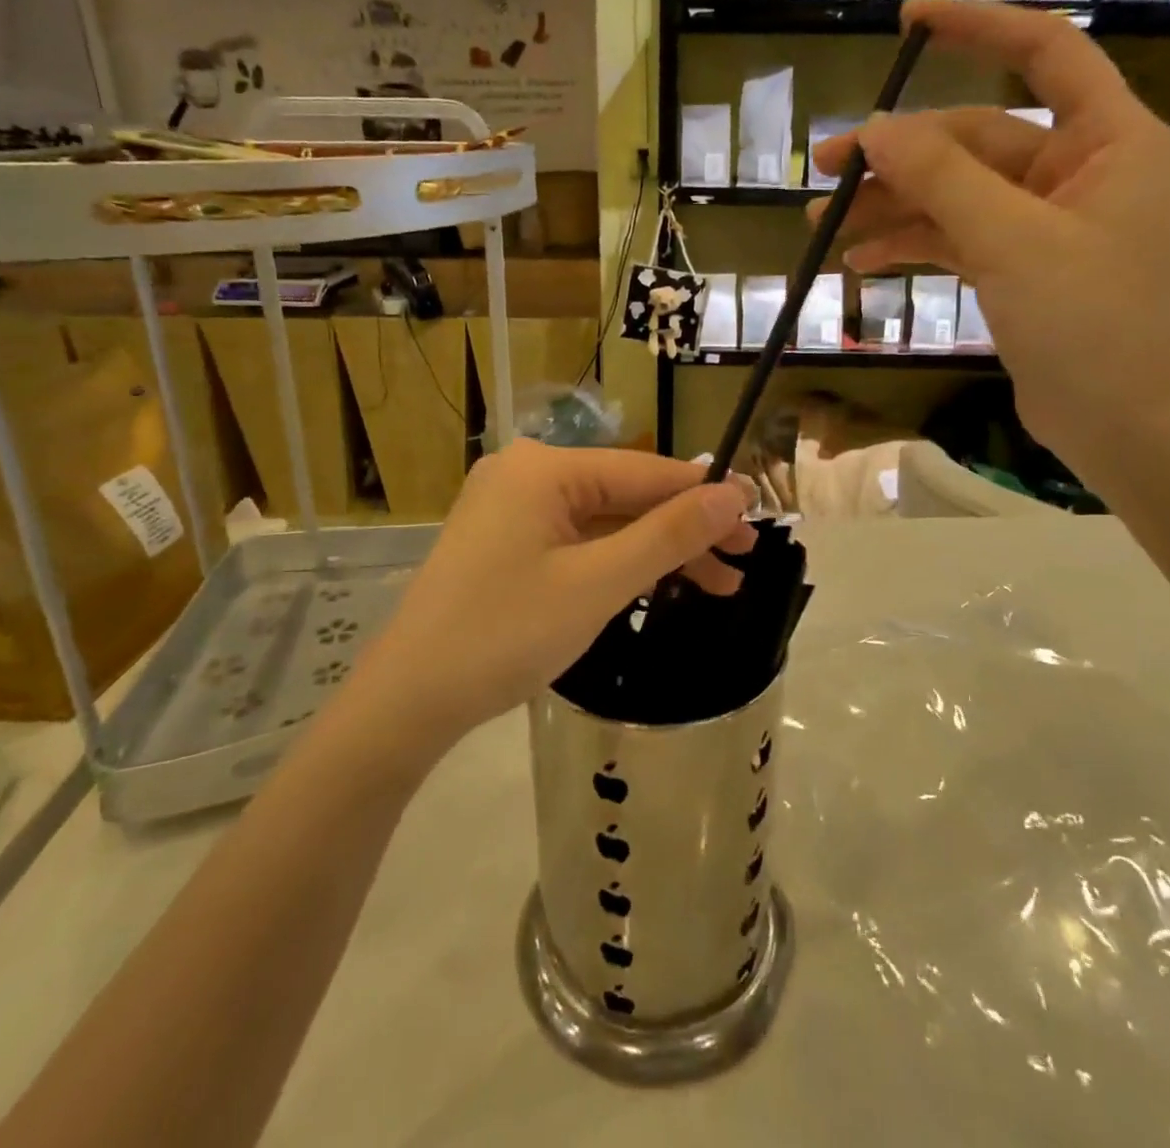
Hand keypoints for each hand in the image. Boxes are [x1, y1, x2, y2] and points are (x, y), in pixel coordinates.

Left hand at [353, 441, 755, 749]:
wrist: (409, 699)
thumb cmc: (506, 634)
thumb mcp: (598, 584)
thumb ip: (669, 534)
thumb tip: (734, 495)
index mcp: (544, 469)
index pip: (645, 471)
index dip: (705, 494)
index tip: (760, 515)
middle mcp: (526, 474)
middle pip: (626, 496)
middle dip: (685, 531)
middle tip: (742, 563)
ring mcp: (512, 508)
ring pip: (604, 521)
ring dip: (657, 551)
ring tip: (717, 585)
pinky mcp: (505, 541)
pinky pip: (577, 540)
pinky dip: (618, 562)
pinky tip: (657, 583)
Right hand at [810, 0, 1169, 476]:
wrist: (1123, 424)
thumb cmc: (1091, 324)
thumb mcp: (1011, 241)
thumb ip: (943, 179)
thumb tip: (875, 129)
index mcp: (1105, 140)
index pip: (1043, 52)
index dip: (977, 27)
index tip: (907, 24)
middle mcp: (1075, 170)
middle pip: (972, 142)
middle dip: (897, 157)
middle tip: (823, 171)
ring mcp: (1042, 223)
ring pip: (954, 195)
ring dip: (891, 207)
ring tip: (820, 225)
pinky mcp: (1018, 267)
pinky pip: (954, 239)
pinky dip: (910, 245)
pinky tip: (859, 260)